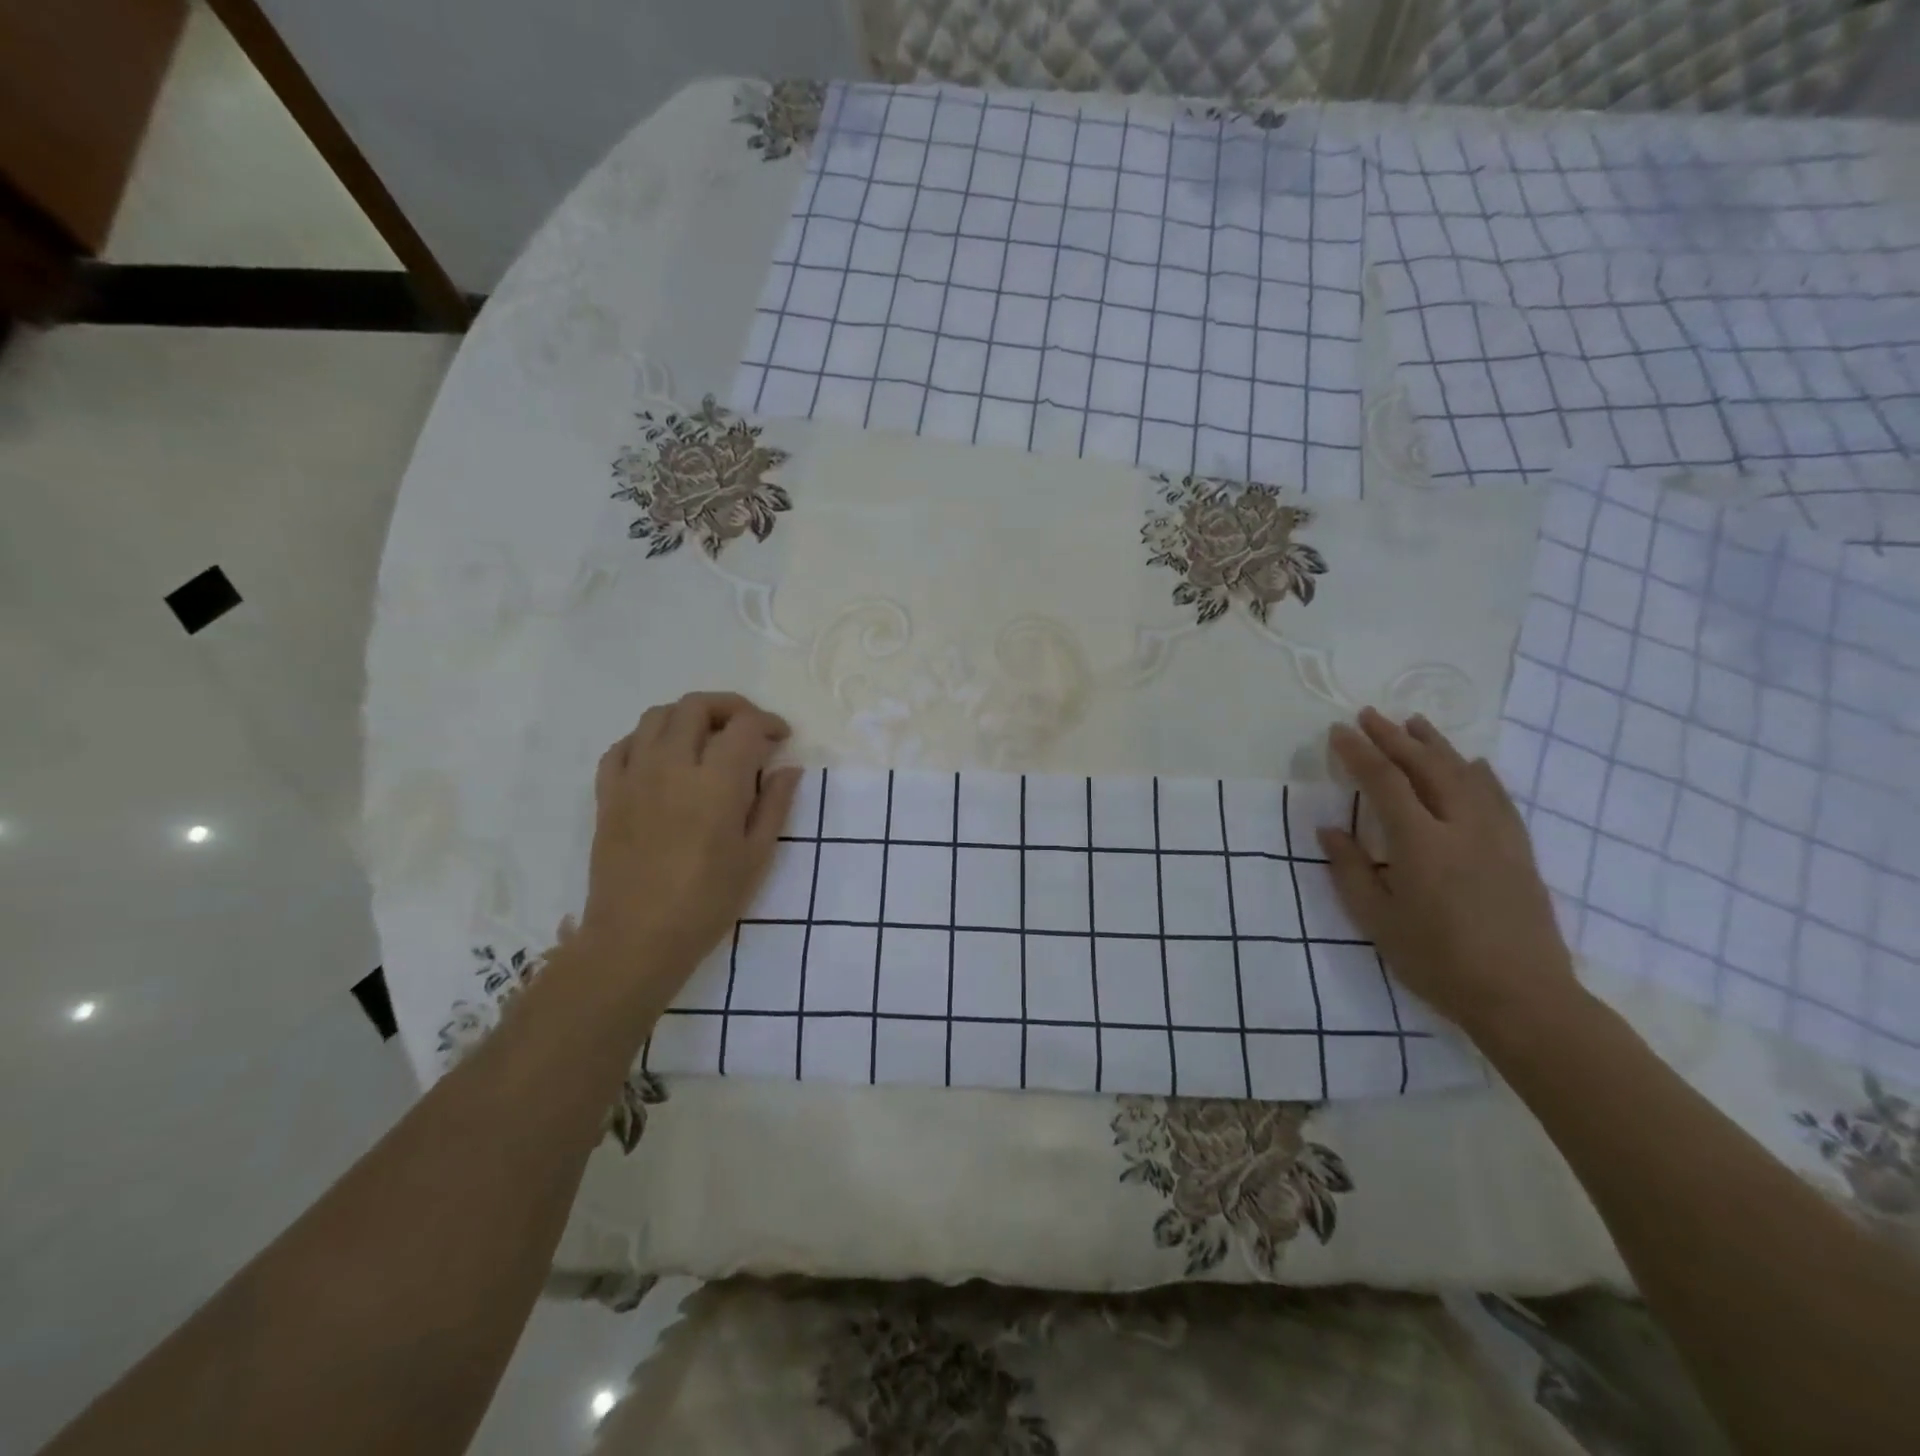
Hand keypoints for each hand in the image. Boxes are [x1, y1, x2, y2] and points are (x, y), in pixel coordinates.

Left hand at [575, 692, 801, 1017]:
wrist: (636, 938)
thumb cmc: (707, 901)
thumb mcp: (756, 856)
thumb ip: (775, 805)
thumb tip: (788, 768)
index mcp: (716, 782)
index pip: (744, 726)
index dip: (768, 723)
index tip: (781, 738)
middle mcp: (672, 766)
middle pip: (697, 706)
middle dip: (730, 707)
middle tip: (748, 729)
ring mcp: (634, 776)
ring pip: (656, 716)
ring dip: (688, 717)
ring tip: (707, 739)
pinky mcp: (608, 794)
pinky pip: (622, 746)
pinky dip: (646, 739)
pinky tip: (662, 758)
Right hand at [1317, 708, 1581, 1044]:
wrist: (1522, 997)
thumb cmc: (1437, 961)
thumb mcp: (1376, 920)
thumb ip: (1350, 869)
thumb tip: (1329, 829)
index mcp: (1420, 843)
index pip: (1384, 782)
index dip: (1359, 752)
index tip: (1338, 732)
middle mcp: (1461, 827)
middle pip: (1426, 767)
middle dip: (1394, 738)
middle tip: (1369, 715)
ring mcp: (1497, 836)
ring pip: (1465, 774)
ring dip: (1437, 745)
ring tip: (1415, 723)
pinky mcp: (1520, 851)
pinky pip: (1499, 798)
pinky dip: (1480, 773)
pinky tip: (1473, 763)